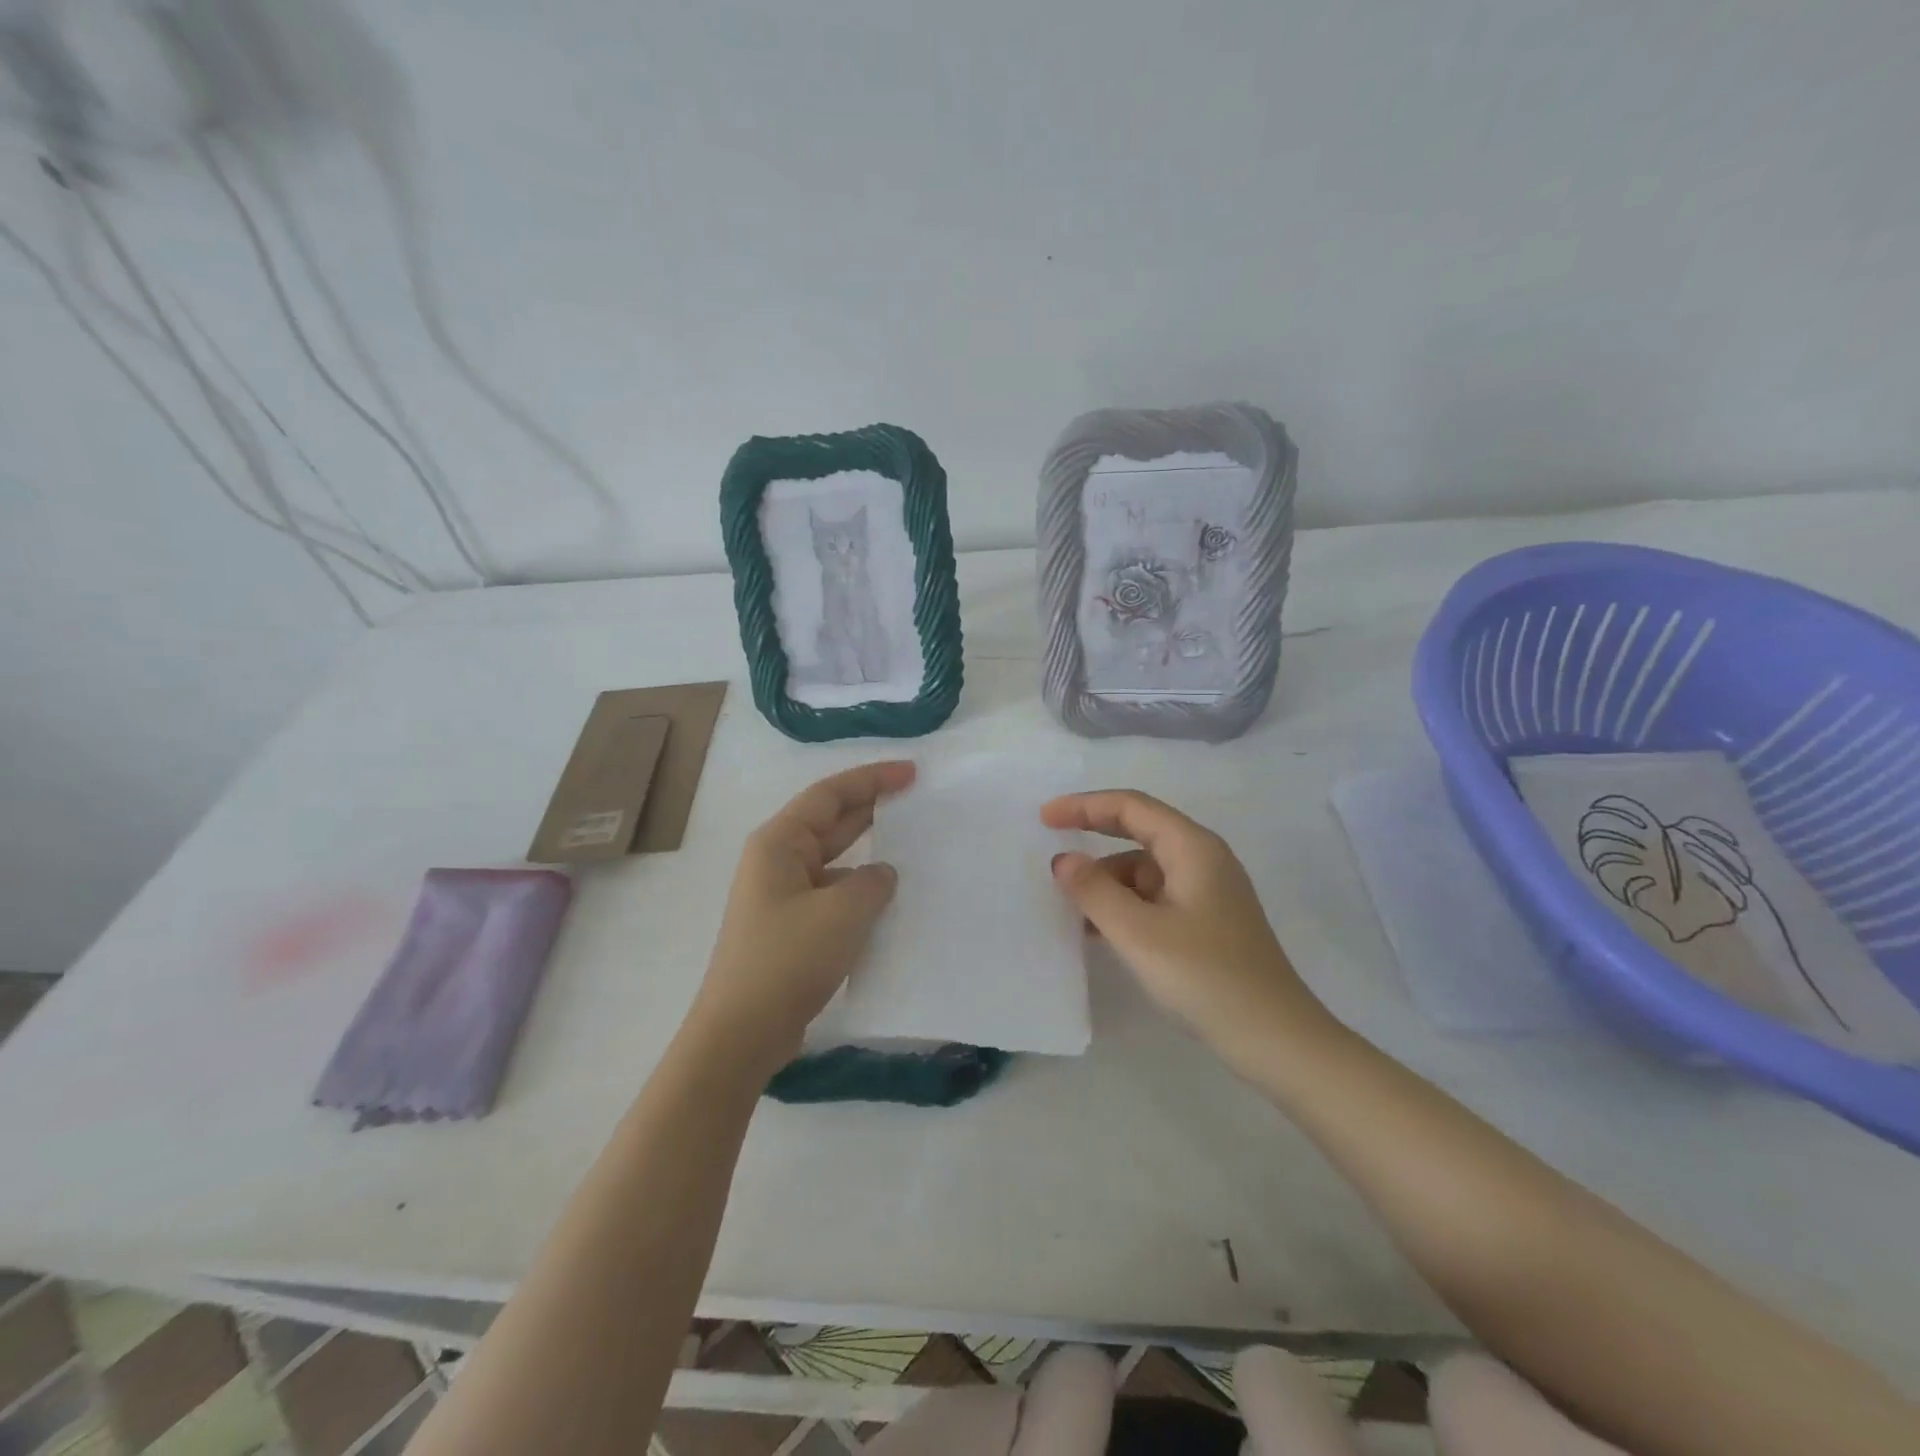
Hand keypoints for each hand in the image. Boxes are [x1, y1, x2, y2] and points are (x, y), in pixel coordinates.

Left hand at [689, 761, 913, 1072]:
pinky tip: (890, 902)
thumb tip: (882, 874)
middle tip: (918, 801)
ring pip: (834, 860)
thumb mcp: (843, 912)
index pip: (829, 794)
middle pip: (830, 821)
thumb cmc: (787, 960)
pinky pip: (833, 894)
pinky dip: (860, 891)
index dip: (872, 779)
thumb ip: (872, 882)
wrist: (742, 1033)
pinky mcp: (791, 928)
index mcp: (779, 843)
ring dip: (868, 853)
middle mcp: (777, 861)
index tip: (912, 774)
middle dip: (872, 808)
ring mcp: (782, 896)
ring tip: (913, 850)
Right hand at [1041, 789, 1333, 1065]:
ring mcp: (1207, 891)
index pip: (1131, 807)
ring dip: (1106, 880)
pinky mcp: (1207, 922)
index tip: (1044, 818)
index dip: (1084, 806)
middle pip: (1139, 830)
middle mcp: (1202, 859)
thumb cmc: (1206, 978)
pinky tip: (1098, 930)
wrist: (1276, 1039)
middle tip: (1050, 842)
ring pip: (1144, 869)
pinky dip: (1123, 904)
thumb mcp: (1139, 933)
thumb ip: (1095, 891)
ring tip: (1068, 906)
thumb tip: (1064, 860)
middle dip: (1093, 833)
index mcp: (1192, 848)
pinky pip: (1154, 897)